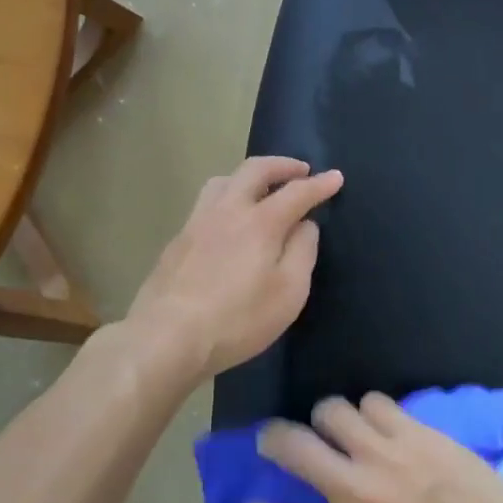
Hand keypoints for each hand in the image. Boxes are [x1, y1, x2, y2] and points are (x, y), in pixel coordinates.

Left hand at [126, 157, 343, 382]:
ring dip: (249, 176)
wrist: (166, 337)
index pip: (297, 192)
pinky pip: (207, 202)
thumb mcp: (288, 293)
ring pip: (224, 180)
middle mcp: (228, 210)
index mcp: (260, 222)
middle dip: (282, 165)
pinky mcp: (178, 240)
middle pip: (255, 170)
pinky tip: (228, 220)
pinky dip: (227, 197)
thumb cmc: (237, 319)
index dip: (319, 184)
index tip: (336, 177)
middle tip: (300, 170)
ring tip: (261, 188)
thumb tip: (305, 225)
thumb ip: (302, 252)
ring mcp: (197, 222)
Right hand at [240, 394, 502, 502]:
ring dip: (327, 419)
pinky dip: (370, 411)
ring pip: (330, 410)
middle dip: (272, 439)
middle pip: (290, 445)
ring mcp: (384, 453)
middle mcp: (354, 491)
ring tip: (338, 427)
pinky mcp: (413, 429)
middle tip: (275, 440)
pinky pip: (374, 401)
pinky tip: (383, 424)